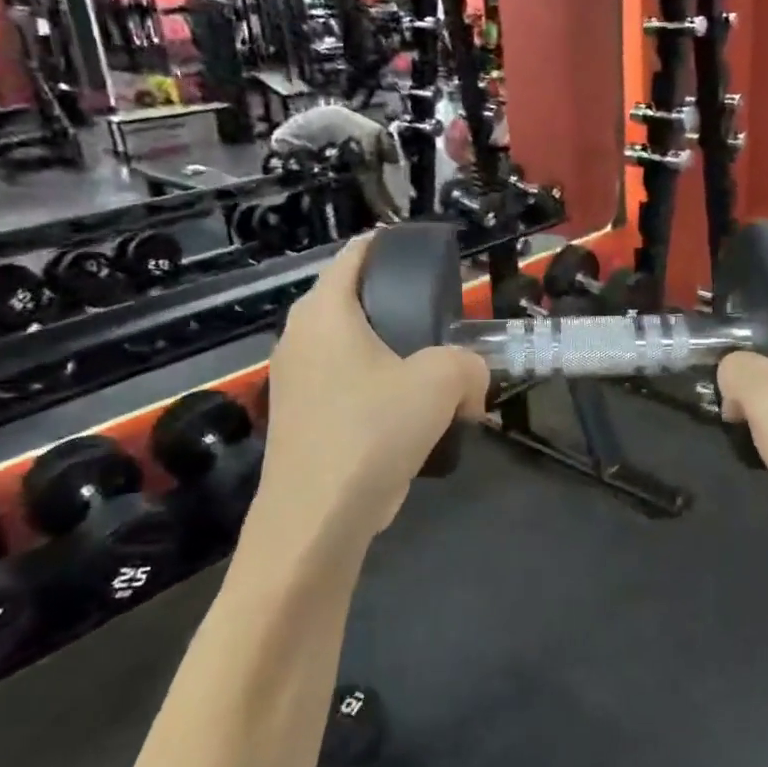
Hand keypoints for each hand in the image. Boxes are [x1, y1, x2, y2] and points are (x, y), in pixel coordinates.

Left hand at [255, 233, 488, 551]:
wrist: (316, 521)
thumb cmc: (371, 431)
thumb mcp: (440, 383)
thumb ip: (469, 365)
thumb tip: (472, 380)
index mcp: (324, 311)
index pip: (356, 254)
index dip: (391, 245)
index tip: (429, 254)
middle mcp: (300, 337)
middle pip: (356, 301)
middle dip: (401, 306)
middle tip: (444, 319)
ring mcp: (295, 381)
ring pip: (353, 349)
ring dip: (393, 355)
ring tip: (435, 370)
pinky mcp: (300, 420)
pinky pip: (347, 386)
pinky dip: (378, 390)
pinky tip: (410, 417)